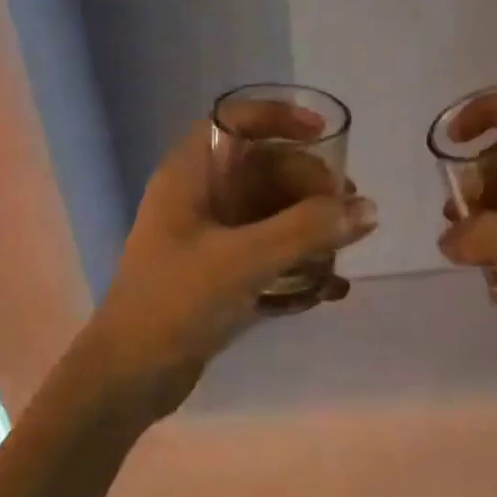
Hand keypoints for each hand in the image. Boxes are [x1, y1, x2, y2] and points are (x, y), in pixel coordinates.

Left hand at [74, 112, 376, 423]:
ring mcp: (208, 235)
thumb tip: (369, 210)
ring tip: (345, 248)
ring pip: (270, 211)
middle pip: (264, 168)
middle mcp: (199, 196)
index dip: (281, 118)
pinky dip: (297, 260)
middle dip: (310, 184)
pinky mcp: (218, 272)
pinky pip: (267, 250)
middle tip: (349, 209)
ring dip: (309, 225)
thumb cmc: (176, 302)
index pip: (237, 120)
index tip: (325, 136)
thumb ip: (308, 230)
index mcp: (191, 174)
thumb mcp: (245, 260)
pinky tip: (328, 288)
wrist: (127, 378)